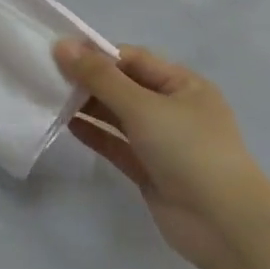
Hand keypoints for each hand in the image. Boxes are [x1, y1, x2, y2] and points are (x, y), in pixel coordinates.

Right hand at [53, 40, 269, 268]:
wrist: (223, 223)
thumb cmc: (188, 150)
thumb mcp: (143, 106)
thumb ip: (100, 77)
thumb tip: (62, 45)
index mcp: (183, 84)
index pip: (134, 59)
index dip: (98, 54)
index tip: (59, 53)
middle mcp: (173, 108)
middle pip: (124, 86)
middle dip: (89, 81)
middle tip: (46, 76)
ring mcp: (162, 142)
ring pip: (119, 116)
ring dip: (89, 107)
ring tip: (50, 98)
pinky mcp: (150, 170)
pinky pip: (118, 145)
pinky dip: (96, 134)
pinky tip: (68, 125)